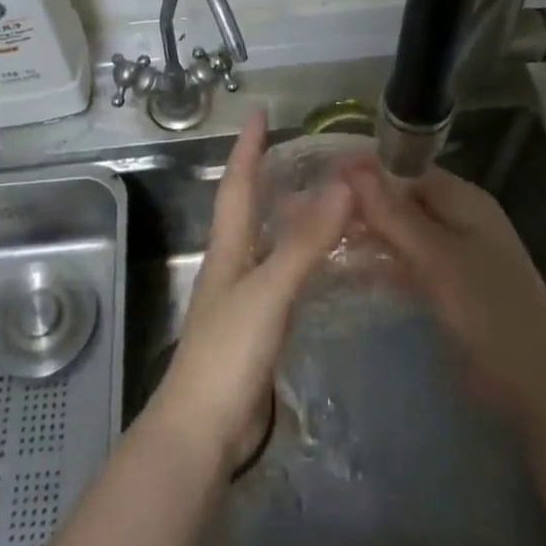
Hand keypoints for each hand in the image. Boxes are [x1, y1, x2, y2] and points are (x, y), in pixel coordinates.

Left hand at [145, 113, 353, 473]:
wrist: (203, 431)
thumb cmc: (228, 352)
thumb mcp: (269, 290)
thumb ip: (305, 241)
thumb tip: (342, 186)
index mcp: (228, 247)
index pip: (237, 184)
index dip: (248, 147)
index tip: (259, 113)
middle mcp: (232, 264)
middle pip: (248, 208)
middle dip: (267, 175)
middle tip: (301, 151)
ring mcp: (243, 297)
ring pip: (267, 241)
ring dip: (288, 214)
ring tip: (321, 196)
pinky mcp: (258, 328)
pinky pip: (282, 275)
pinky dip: (301, 257)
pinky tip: (322, 262)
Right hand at [346, 158, 545, 430]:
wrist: (540, 386)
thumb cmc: (489, 311)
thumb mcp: (436, 257)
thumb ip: (394, 213)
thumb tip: (352, 167)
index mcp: (463, 199)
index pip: (405, 169)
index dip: (365, 170)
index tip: (320, 177)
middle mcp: (458, 218)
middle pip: (401, 199)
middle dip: (361, 204)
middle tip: (309, 211)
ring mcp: (454, 254)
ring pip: (401, 233)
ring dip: (367, 234)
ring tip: (319, 239)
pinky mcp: (448, 287)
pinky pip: (406, 263)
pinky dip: (381, 264)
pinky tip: (346, 271)